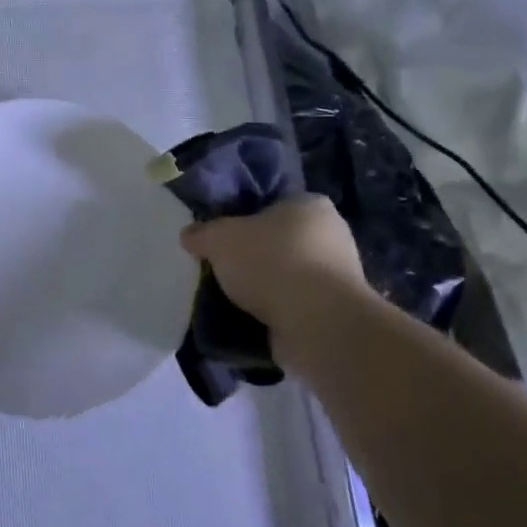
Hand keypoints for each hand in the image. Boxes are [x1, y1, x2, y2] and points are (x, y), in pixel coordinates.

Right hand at [180, 196, 371, 339]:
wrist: (318, 324)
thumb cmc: (271, 262)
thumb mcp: (219, 238)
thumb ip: (202, 233)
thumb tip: (190, 235)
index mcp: (309, 204)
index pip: (271, 202)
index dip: (242, 217)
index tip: (220, 236)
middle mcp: (331, 234)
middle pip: (279, 239)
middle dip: (252, 254)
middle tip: (222, 267)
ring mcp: (337, 275)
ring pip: (286, 274)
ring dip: (263, 286)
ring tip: (231, 298)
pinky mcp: (334, 310)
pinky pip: (294, 304)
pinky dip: (275, 311)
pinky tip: (250, 319)